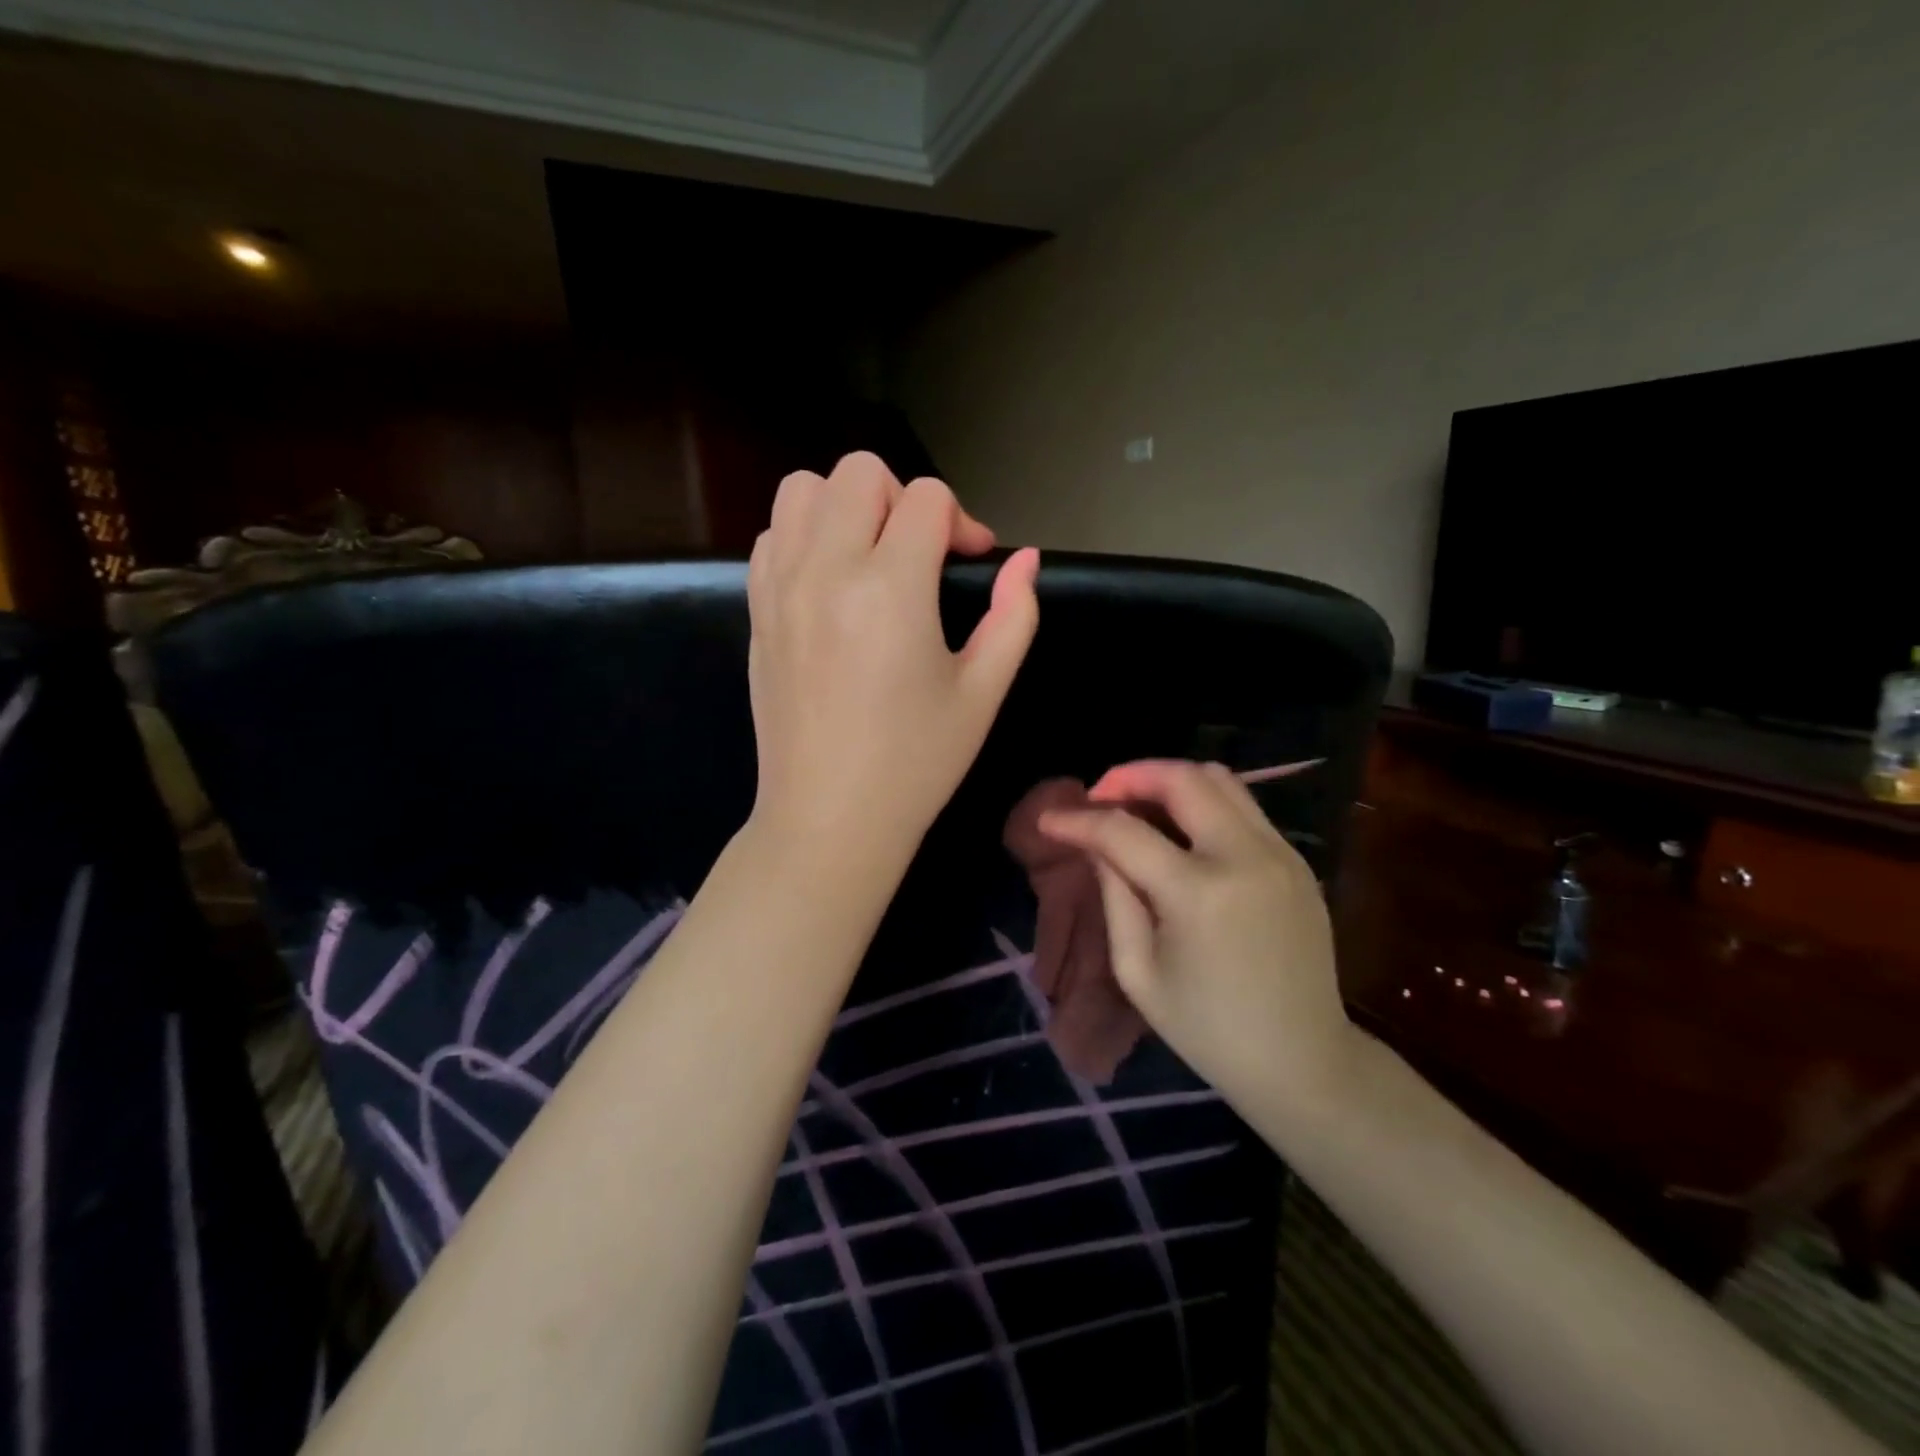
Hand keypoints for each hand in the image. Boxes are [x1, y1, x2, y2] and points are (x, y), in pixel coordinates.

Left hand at [747, 451, 1039, 866]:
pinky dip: (804, 536)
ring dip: (846, 506)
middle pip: (861, 471)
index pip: (928, 497)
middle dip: (904, 498)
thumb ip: (1013, 616)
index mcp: (891, 589)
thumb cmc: (916, 763)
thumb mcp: (982, 693)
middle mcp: (826, 570)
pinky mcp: (756, 611)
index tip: (972, 562)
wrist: (829, 817)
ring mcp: (781, 587)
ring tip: (871, 557)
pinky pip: (772, 536)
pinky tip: (831, 583)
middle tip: (921, 555)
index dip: (962, 520)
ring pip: (804, 490)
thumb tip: (1026, 560)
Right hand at [1037, 760, 1358, 1112]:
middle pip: (1182, 778)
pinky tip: (1180, 829)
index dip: (1079, 820)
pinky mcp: (1297, 860)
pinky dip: (1203, 801)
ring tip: (1137, 804)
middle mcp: (1245, 857)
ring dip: (1169, 780)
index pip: (1124, 831)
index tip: (1048, 820)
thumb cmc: (1208, 1030)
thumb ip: (1114, 897)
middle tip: (1099, 797)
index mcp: (1199, 894)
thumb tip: (1096, 845)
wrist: (1304, 1062)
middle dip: (1129, 775)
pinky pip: (1244, 806)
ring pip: (1220, 779)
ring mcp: (1280, 853)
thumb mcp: (1138, 973)